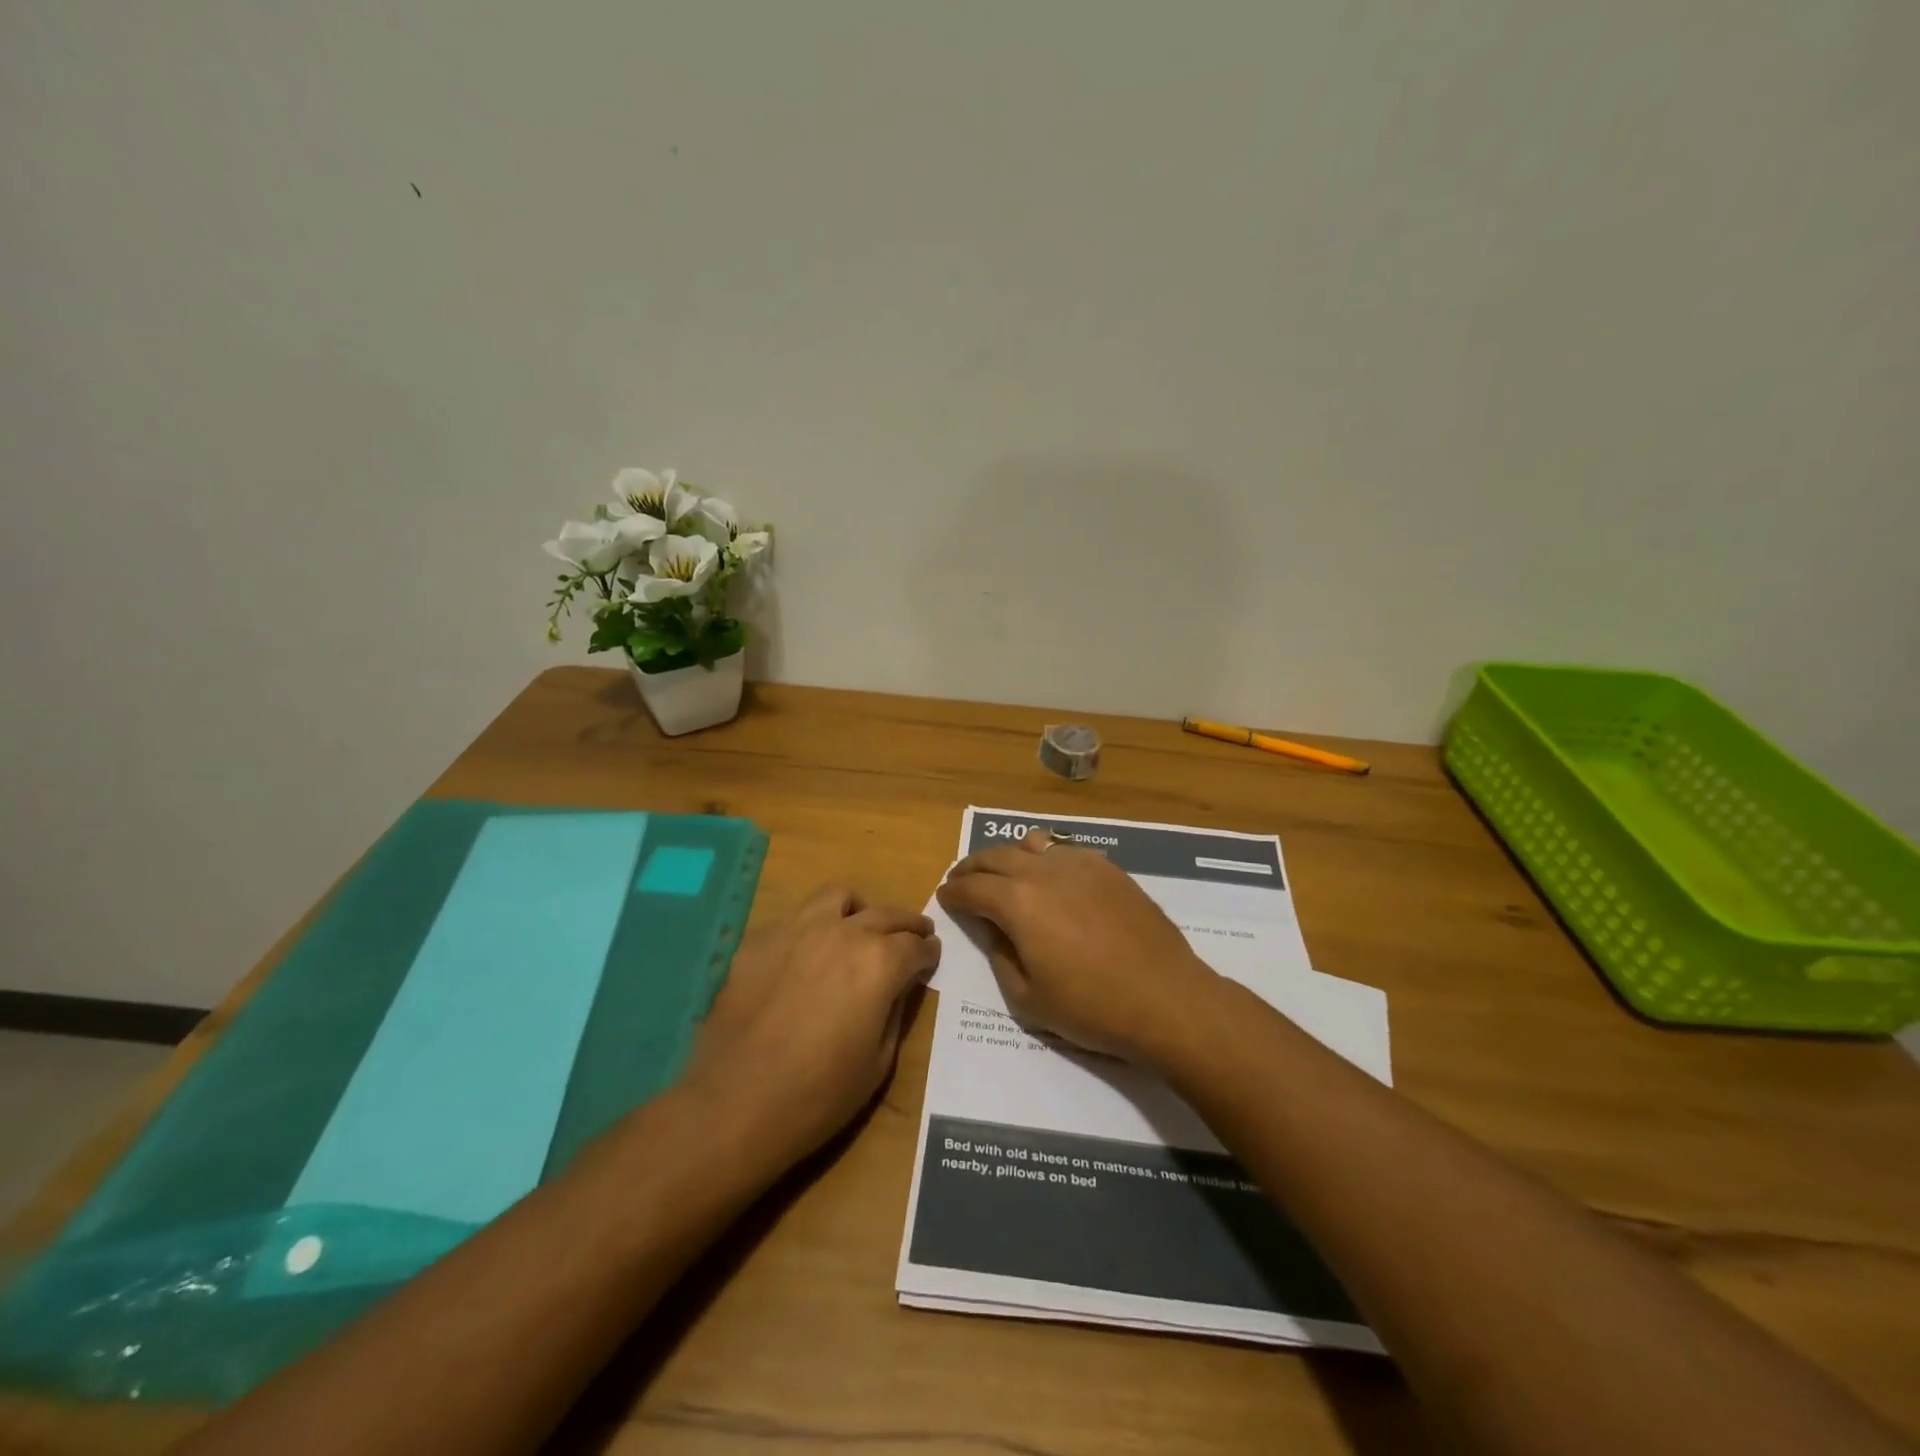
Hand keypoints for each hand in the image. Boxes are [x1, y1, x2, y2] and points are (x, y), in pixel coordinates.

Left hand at [681, 882, 940, 1174]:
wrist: (736, 1104)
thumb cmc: (819, 1094)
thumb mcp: (879, 1061)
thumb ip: (895, 1011)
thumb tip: (899, 985)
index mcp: (879, 962)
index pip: (916, 945)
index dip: (929, 952)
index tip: (931, 956)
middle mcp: (843, 932)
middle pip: (886, 914)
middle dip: (906, 925)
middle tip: (913, 935)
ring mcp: (797, 929)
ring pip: (838, 896)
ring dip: (857, 911)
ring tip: (857, 930)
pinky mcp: (760, 939)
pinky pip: (795, 919)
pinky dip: (812, 929)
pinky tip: (806, 958)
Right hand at [935, 829, 1220, 1061]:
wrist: (1165, 999)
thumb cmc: (1091, 1007)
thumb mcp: (1027, 997)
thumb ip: (999, 954)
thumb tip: (990, 927)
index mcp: (1017, 901)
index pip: (972, 887)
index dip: (952, 892)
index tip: (943, 896)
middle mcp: (1044, 870)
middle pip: (996, 856)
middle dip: (972, 867)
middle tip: (961, 879)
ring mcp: (1080, 864)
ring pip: (1031, 843)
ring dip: (1007, 856)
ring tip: (1002, 872)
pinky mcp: (1109, 868)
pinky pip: (1065, 850)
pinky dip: (1045, 857)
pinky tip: (1049, 876)